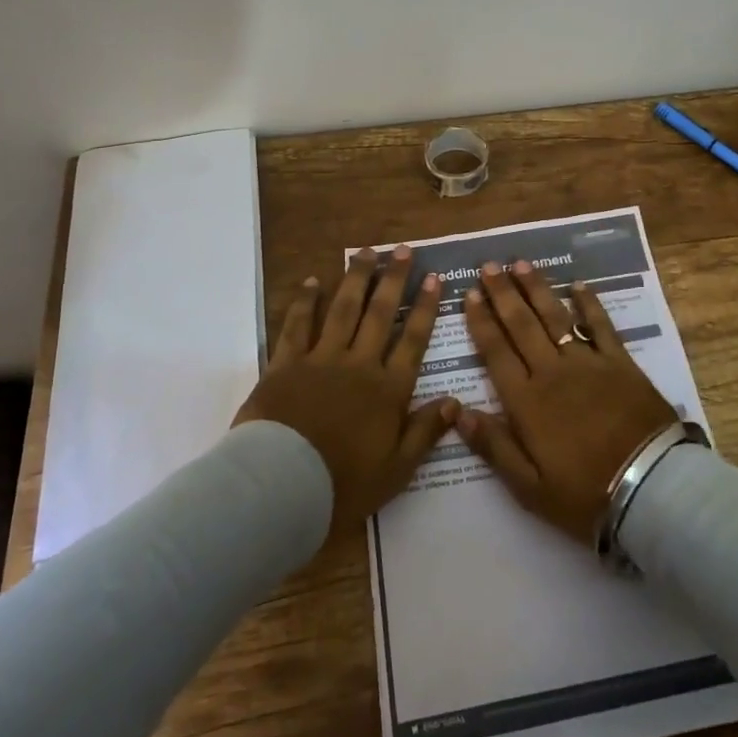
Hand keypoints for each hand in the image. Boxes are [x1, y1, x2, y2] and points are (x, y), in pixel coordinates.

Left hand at [234, 245, 459, 537]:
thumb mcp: (397, 469)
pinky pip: (298, 325)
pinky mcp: (286, 364)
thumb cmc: (343, 484)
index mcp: (388, 389)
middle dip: (393, 279)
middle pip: (380, 314)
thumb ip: (425, 432)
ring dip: (356, 279)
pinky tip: (313, 282)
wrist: (281, 486)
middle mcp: (359, 364)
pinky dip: (306, 302)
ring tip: (366, 252)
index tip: (433, 278)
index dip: (424, 307)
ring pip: (343, 309)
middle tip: (402, 249)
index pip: (413, 339)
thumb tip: (455, 401)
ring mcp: (321, 359)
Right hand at [456, 261, 677, 543]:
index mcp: (526, 401)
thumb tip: (457, 411)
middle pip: (522, 324)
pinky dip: (589, 303)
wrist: (650, 489)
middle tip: (488, 266)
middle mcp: (552, 371)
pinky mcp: (620, 362)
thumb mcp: (529, 487)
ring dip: (536, 288)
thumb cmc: (584, 494)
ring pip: (555, 316)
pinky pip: (601, 325)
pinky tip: (579, 284)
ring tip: (520, 264)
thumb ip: (493, 446)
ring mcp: (588, 363)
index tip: (469, 294)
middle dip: (502, 293)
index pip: (496, 351)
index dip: (481, 321)